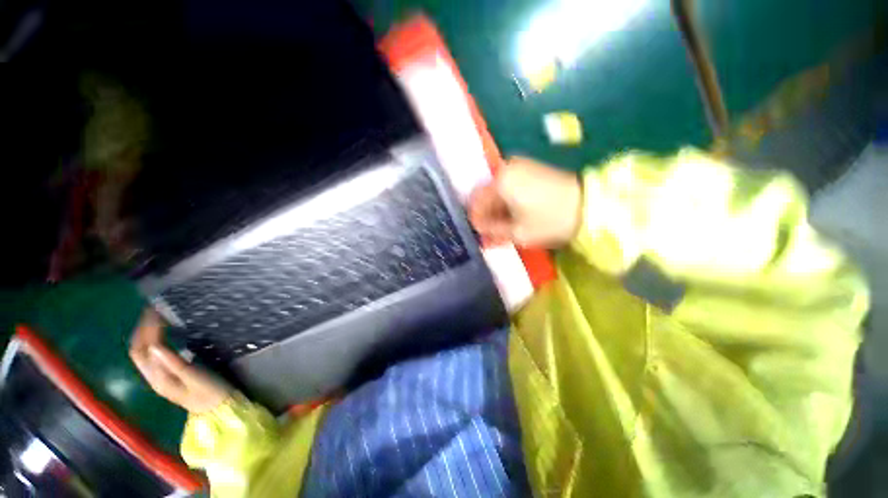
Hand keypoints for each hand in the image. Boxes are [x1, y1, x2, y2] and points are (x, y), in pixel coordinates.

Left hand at [129, 309, 229, 413]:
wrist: (217, 409)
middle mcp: (153, 376)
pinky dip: (155, 341)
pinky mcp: (169, 375)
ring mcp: (160, 377)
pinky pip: (154, 355)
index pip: (143, 349)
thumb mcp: (194, 377)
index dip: (146, 329)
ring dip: (146, 334)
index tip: (156, 311)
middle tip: (154, 310)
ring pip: (144, 352)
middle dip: (142, 329)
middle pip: (139, 350)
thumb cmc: (209, 392)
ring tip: (157, 318)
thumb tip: (155, 344)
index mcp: (157, 377)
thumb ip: (175, 363)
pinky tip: (164, 335)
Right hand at [469, 157, 581, 247]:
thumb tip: (478, 229)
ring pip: (498, 190)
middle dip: (487, 214)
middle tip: (491, 232)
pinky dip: (508, 201)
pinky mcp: (530, 169)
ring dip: (497, 208)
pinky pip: (509, 185)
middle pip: (486, 194)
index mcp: (500, 182)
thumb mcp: (518, 232)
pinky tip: (514, 214)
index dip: (476, 219)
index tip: (480, 233)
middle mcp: (506, 169)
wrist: (589, 205)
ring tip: (504, 226)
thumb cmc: (549, 220)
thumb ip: (493, 231)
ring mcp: (519, 167)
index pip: (477, 201)